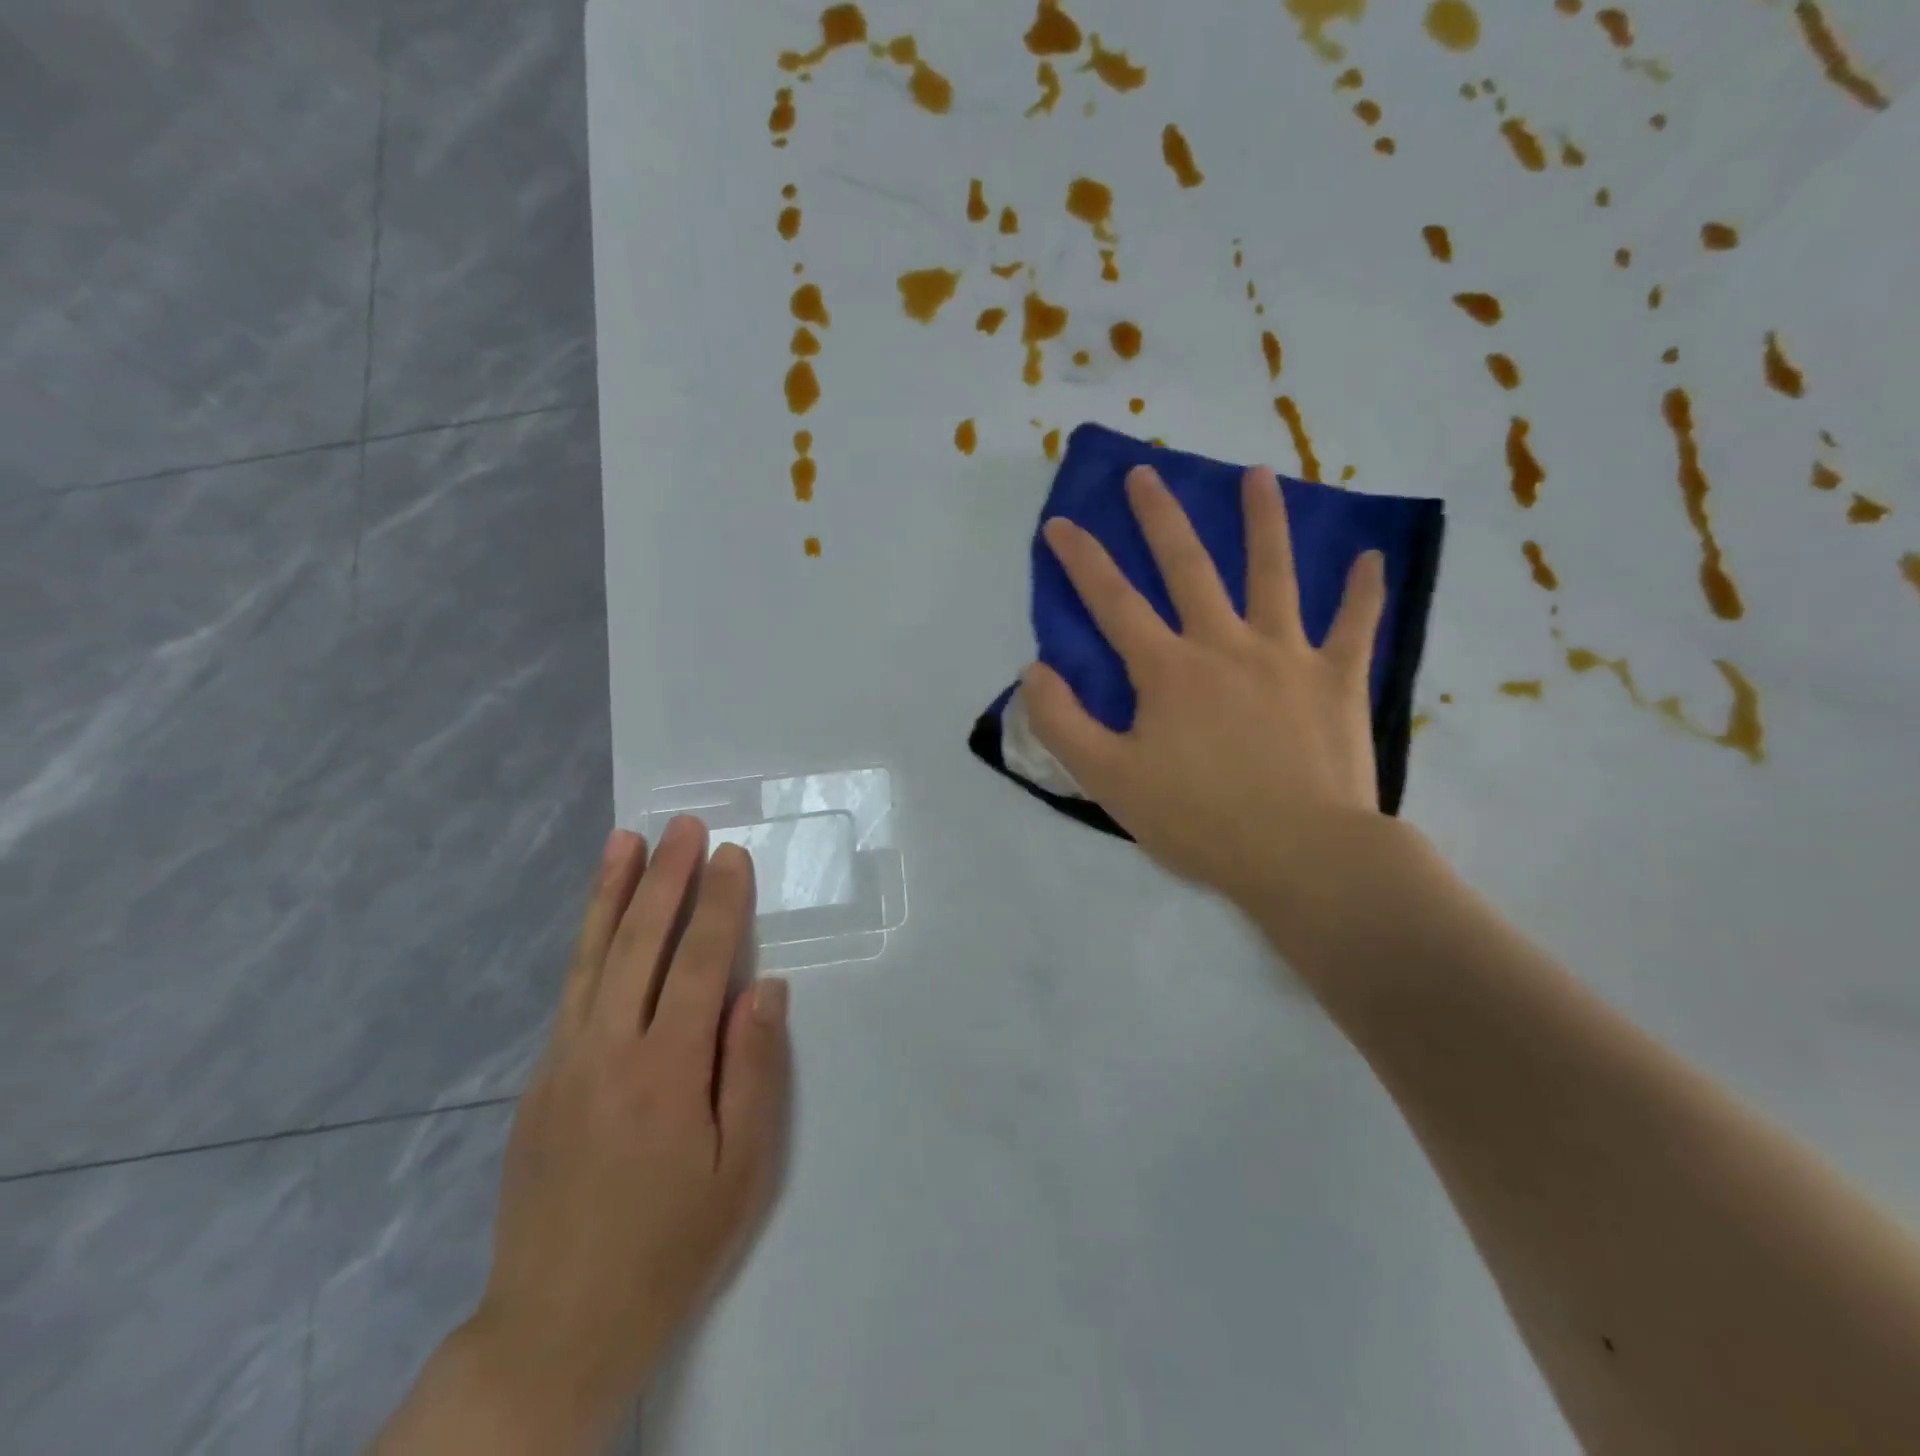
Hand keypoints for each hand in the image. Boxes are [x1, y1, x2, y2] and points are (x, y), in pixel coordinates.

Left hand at [466, 818, 790, 1433]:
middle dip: (665, 878)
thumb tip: (762, 987)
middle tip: (681, 826)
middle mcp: (608, 1050)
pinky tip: (599, 920)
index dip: (718, 904)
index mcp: (666, 1071)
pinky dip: (587, 941)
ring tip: (623, 842)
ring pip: (592, 957)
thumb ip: (753, 1069)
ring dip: (611, 893)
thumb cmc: (672, 1245)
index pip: (697, 962)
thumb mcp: (741, 1169)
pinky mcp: (541, 1079)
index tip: (730, 856)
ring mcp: (564, 1061)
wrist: (556, 1326)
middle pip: (640, 943)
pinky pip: (571, 990)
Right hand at [1022, 464, 1389, 925]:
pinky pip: (1354, 626)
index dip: (1082, 560)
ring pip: (1274, 574)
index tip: (1060, 522)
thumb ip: (1063, 723)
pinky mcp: (1337, 680)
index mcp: (1168, 670)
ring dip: (1264, 521)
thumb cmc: (1200, 821)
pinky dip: (1363, 592)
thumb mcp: (1109, 781)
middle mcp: (1225, 645)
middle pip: (1188, 567)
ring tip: (1256, 475)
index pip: (1113, 601)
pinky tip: (1371, 557)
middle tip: (1145, 473)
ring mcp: (1287, 656)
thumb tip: (1036, 671)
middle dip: (1160, 517)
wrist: (1303, 856)